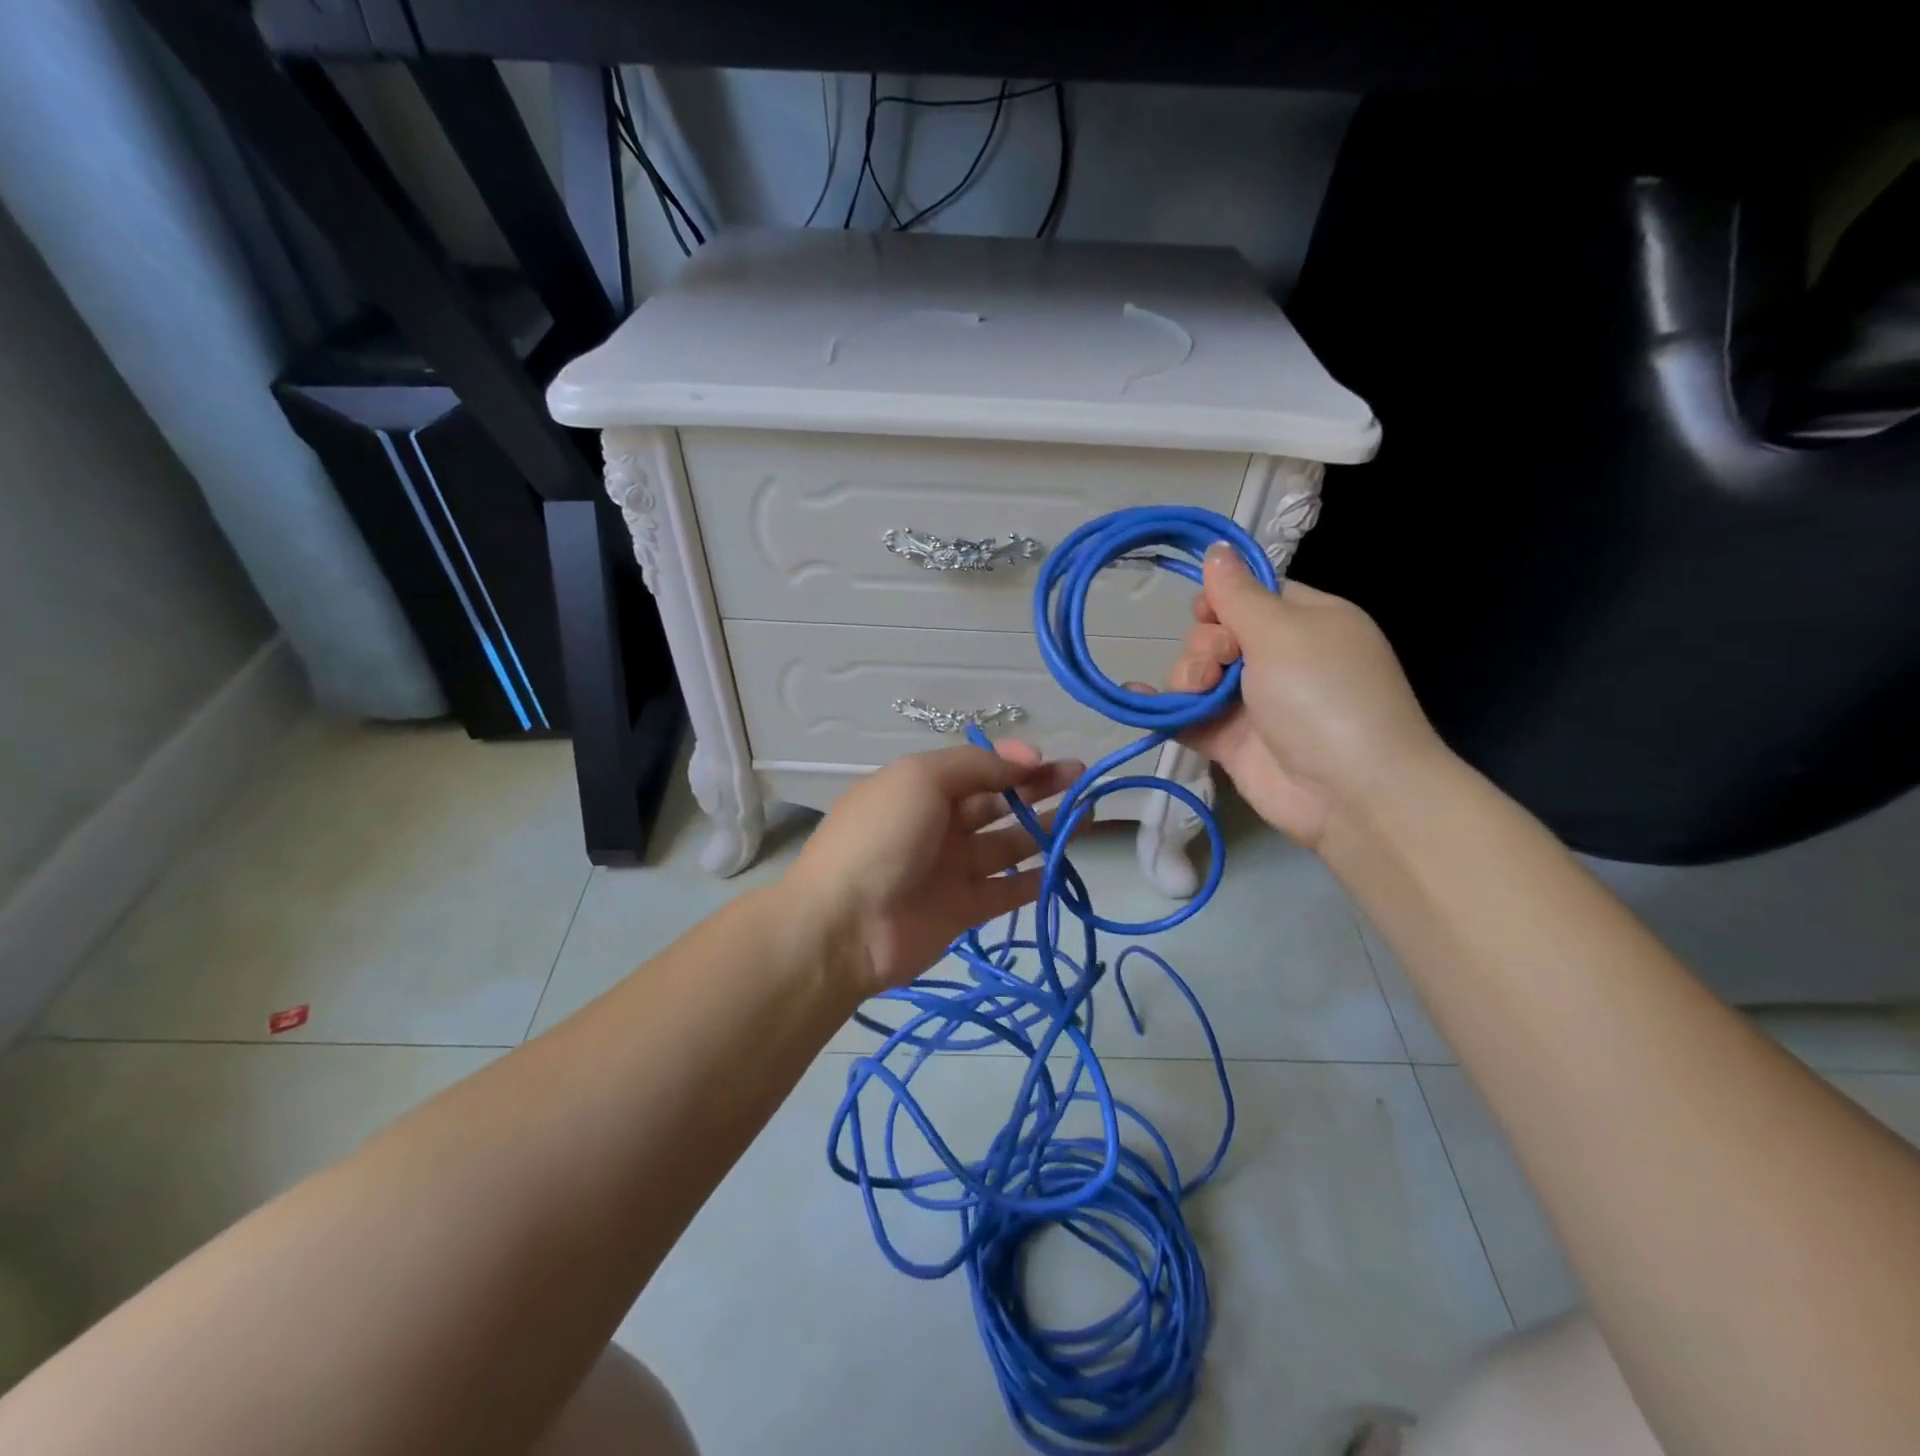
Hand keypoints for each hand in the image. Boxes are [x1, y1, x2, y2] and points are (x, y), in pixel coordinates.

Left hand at [783, 742, 1081, 993]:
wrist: (843, 926)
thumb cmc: (880, 838)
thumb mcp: (920, 778)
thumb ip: (975, 765)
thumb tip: (1025, 755)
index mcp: (919, 788)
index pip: (975, 769)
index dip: (1012, 762)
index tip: (1048, 760)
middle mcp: (936, 825)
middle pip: (995, 803)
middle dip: (1037, 789)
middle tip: (1081, 780)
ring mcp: (950, 870)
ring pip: (1007, 845)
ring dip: (1044, 829)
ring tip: (1088, 816)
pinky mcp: (963, 911)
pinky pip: (1006, 891)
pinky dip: (1035, 880)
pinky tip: (1064, 866)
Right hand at [1168, 545, 1447, 849]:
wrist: (1349, 791)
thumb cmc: (1324, 695)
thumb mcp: (1283, 632)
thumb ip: (1238, 595)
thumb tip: (1217, 548)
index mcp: (1306, 622)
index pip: (1253, 596)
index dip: (1222, 600)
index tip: (1207, 612)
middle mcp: (1279, 659)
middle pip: (1217, 634)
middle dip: (1205, 644)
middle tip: (1221, 663)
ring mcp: (1253, 703)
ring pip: (1197, 674)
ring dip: (1186, 677)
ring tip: (1198, 694)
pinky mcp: (1231, 741)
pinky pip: (1187, 715)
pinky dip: (1163, 707)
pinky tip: (1137, 696)